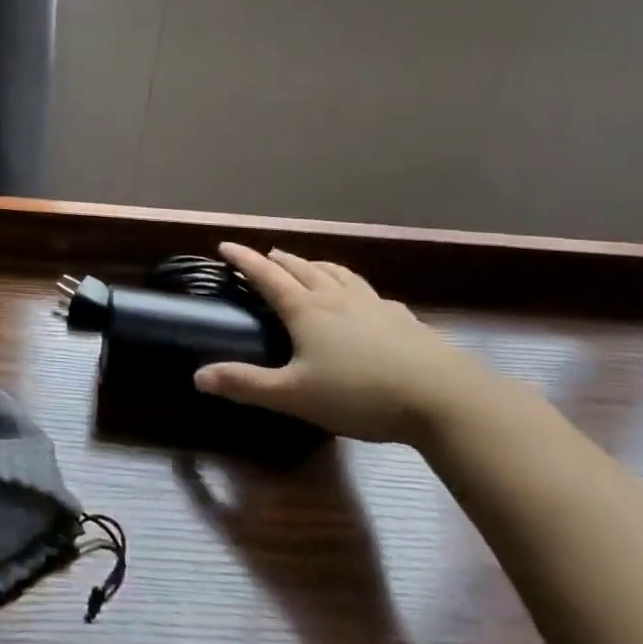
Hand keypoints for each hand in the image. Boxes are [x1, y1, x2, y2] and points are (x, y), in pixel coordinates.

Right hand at [194, 242, 497, 444]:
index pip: (267, 276)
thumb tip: (198, 377)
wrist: (444, 398)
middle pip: (302, 269)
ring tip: (310, 265)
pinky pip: (370, 293)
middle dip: (279, 260)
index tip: (225, 245)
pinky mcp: (404, 319)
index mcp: (307, 310)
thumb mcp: (295, 396)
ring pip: (338, 274)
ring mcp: (374, 305)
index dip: (244, 260)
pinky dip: (354, 288)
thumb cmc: (360, 394)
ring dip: (317, 266)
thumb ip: (246, 385)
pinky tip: (364, 300)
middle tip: (265, 255)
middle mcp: (337, 298)